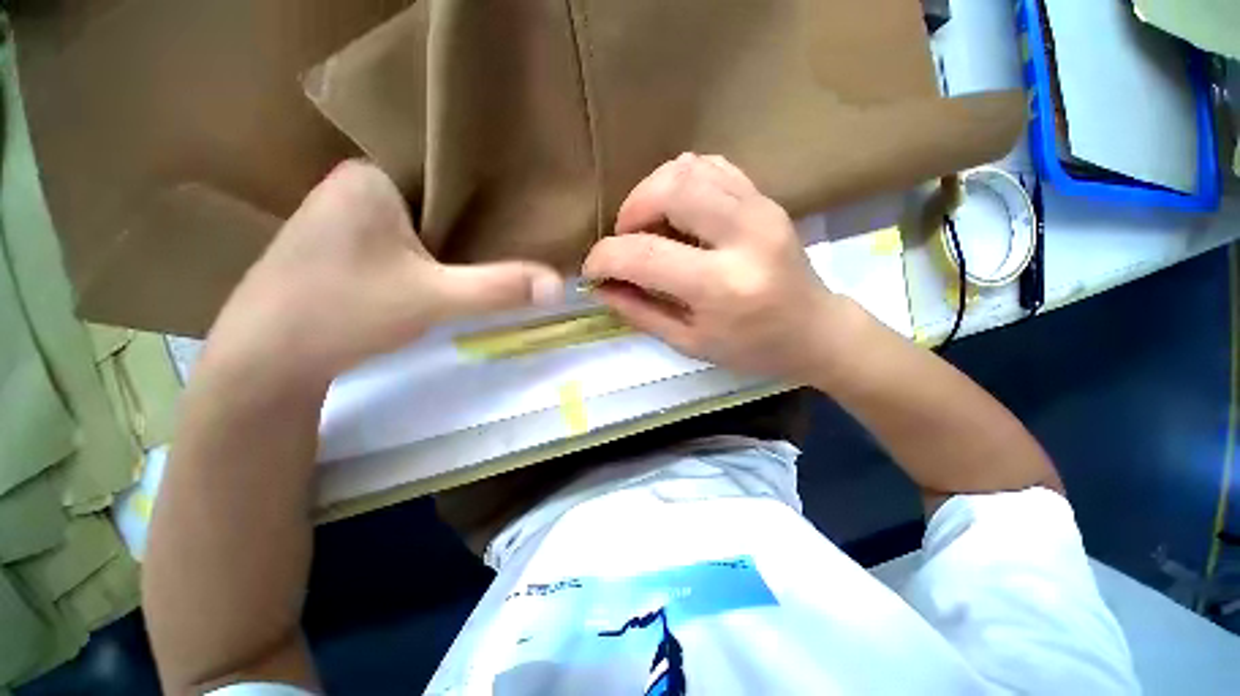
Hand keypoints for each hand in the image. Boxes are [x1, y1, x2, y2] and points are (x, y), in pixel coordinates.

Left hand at [203, 160, 562, 384]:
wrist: (265, 361)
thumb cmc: (345, 312)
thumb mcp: (436, 299)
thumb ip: (500, 288)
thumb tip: (560, 285)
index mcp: (370, 176)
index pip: (445, 175)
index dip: (486, 199)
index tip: (518, 220)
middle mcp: (349, 186)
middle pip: (431, 201)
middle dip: (468, 224)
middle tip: (509, 243)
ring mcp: (337, 217)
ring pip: (414, 223)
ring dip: (446, 243)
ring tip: (483, 258)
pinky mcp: (334, 248)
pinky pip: (395, 240)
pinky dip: (422, 254)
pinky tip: (437, 274)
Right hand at [584, 154, 853, 380]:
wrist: (815, 330)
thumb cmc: (752, 348)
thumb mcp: (690, 343)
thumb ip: (641, 313)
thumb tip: (601, 287)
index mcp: (723, 287)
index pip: (645, 255)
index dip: (605, 258)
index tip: (592, 270)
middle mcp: (745, 237)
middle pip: (671, 188)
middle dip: (631, 210)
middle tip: (626, 239)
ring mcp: (761, 209)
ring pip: (690, 169)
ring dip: (653, 192)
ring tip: (649, 226)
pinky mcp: (767, 199)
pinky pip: (713, 167)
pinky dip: (682, 181)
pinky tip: (678, 211)